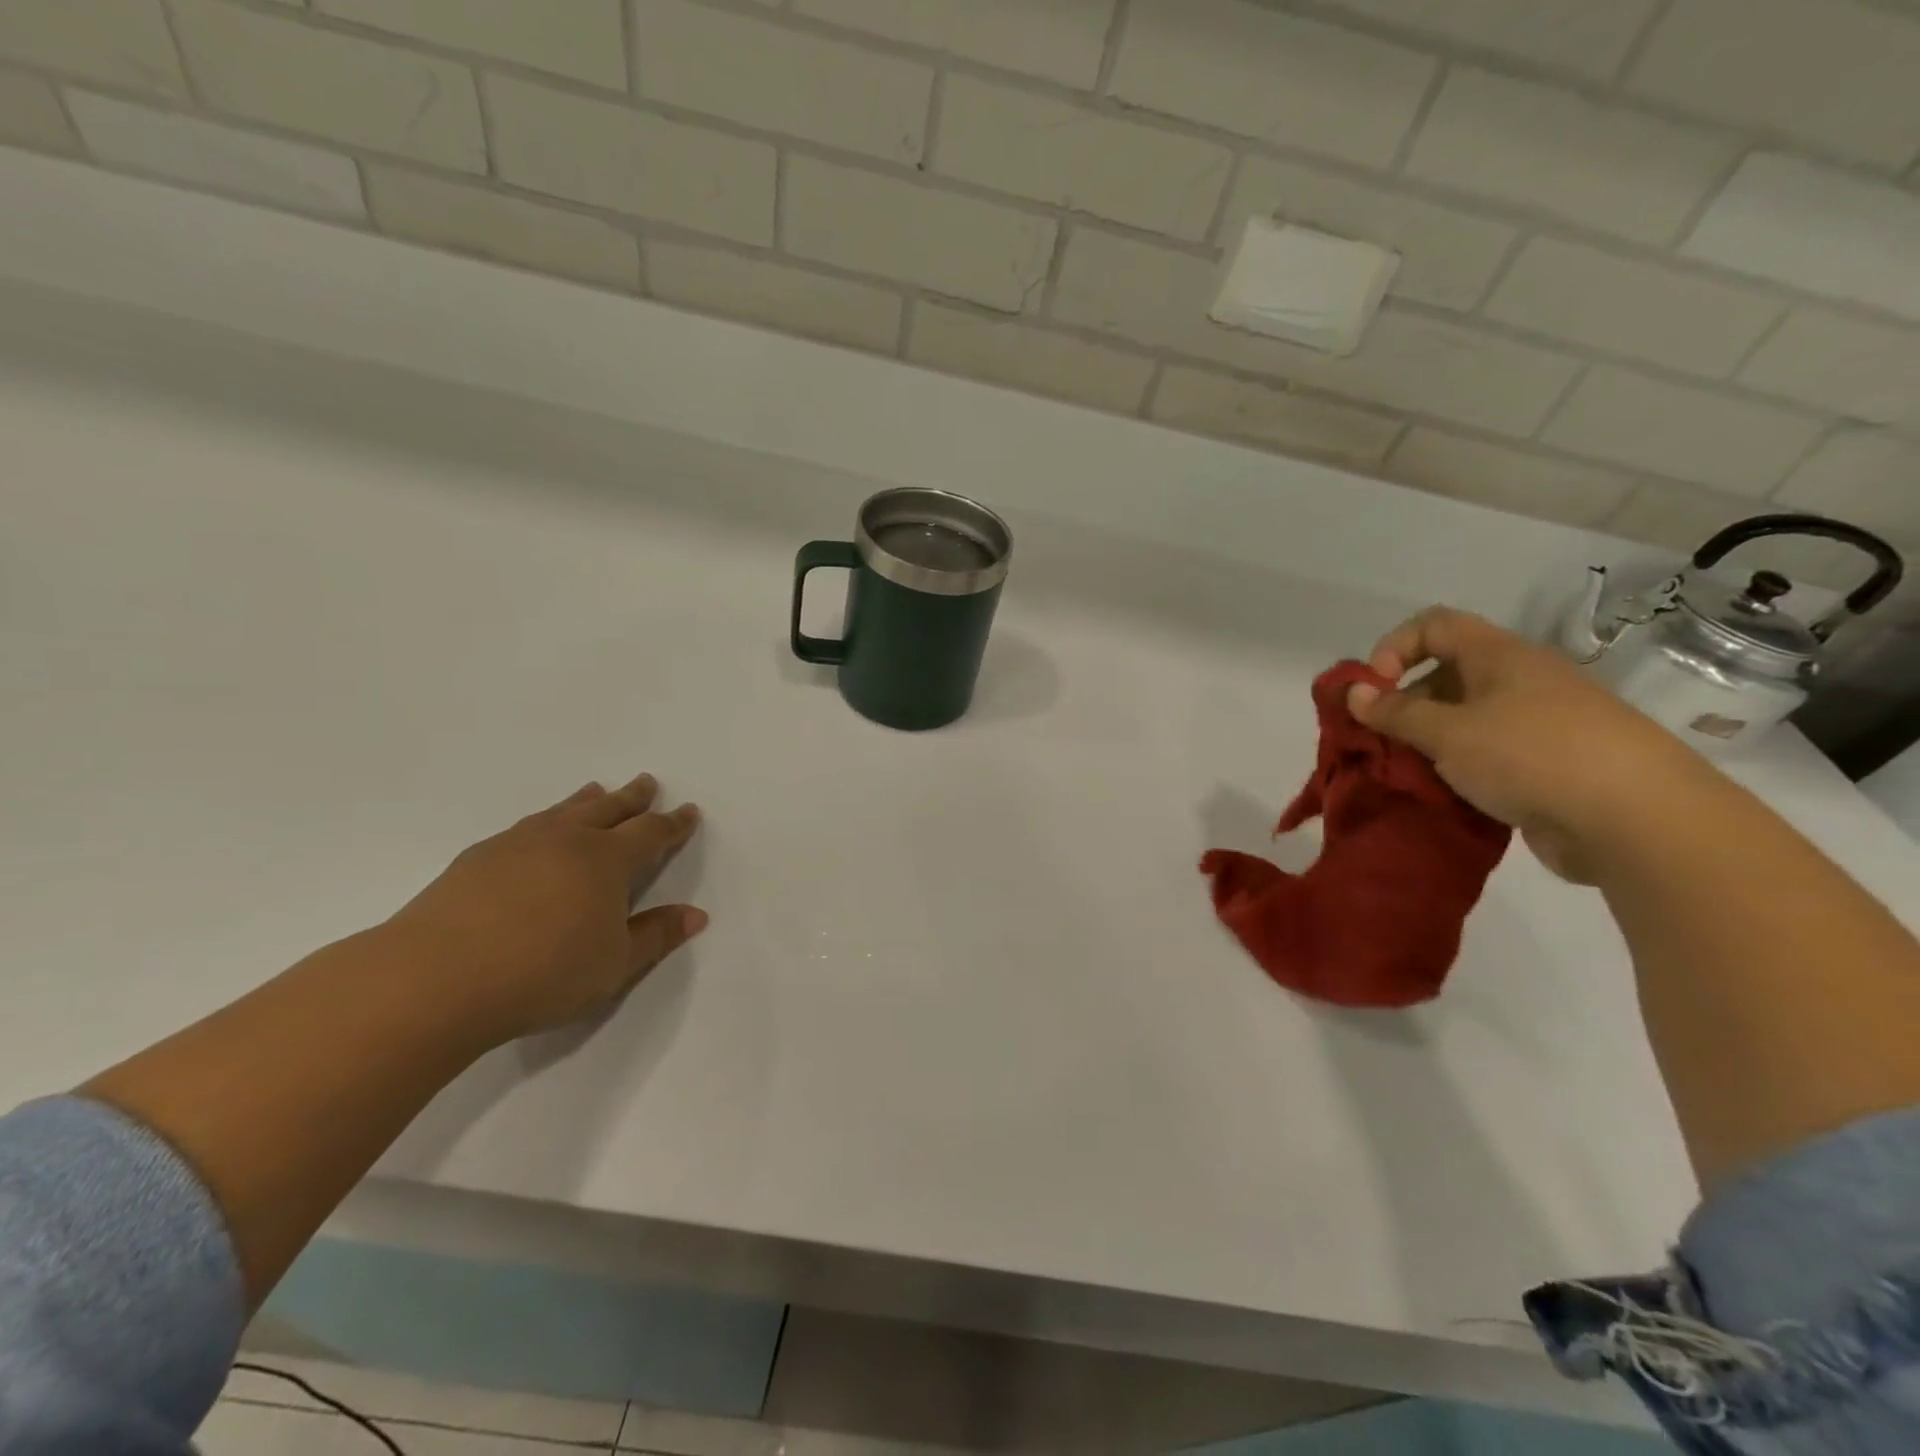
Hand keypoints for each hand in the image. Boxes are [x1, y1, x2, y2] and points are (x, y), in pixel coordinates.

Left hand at [384, 773, 705, 1043]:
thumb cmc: (543, 973)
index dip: (672, 823)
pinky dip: (545, 819)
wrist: (435, 979)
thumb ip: (656, 936)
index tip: (687, 811)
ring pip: (563, 811)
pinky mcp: (477, 858)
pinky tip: (537, 831)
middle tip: (646, 782)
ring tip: (596, 790)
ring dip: (586, 801)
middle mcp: (566, 840)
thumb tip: (696, 915)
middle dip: (632, 797)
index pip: (650, 833)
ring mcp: (517, 844)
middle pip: (608, 809)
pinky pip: (526, 826)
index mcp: (606, 860)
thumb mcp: (615, 964)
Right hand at [1346, 607, 1700, 882]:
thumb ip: (1395, 712)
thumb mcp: (1448, 732)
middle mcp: (1518, 681)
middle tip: (1381, 740)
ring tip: (1407, 772)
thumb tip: (1353, 693)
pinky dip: (1456, 769)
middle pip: (1444, 674)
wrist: (1637, 820)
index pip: (1433, 625)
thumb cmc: (1531, 755)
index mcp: (1499, 656)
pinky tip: (1442, 793)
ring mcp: (1535, 724)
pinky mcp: (1544, 766)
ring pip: (1462, 720)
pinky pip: (1484, 755)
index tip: (1374, 690)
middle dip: (1403, 703)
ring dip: (1426, 742)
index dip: (1393, 648)